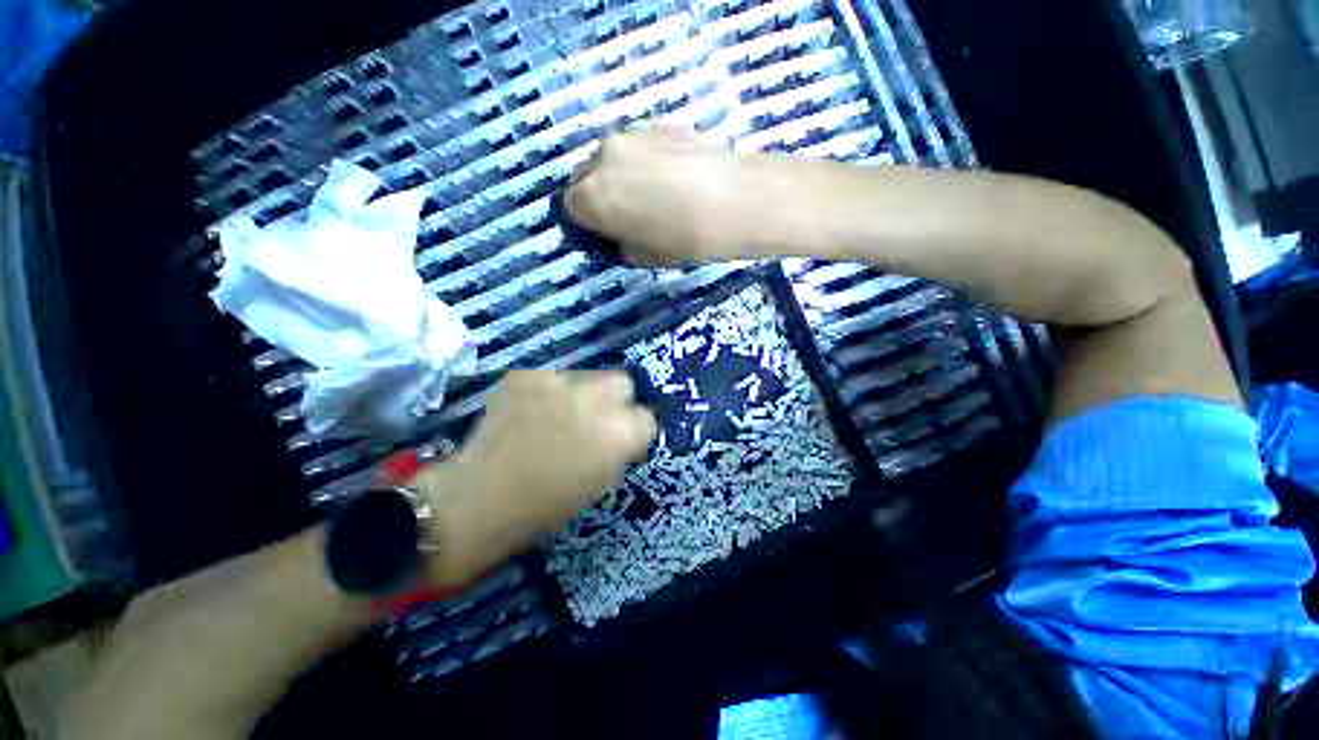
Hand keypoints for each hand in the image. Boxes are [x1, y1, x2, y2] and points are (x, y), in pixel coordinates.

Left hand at [415, 370, 656, 581]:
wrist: (478, 499)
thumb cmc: (547, 505)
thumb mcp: (601, 483)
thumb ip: (621, 449)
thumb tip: (625, 431)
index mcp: (620, 432)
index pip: (647, 417)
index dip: (634, 429)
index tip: (621, 438)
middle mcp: (597, 398)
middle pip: (623, 382)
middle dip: (616, 400)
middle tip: (596, 418)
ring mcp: (559, 380)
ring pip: (588, 376)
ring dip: (582, 394)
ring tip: (559, 415)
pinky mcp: (527, 374)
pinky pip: (552, 378)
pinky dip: (549, 392)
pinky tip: (532, 412)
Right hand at [564, 127, 768, 264]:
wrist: (736, 201)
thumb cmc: (686, 239)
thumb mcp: (644, 256)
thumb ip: (619, 243)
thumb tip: (616, 235)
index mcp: (592, 197)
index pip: (570, 208)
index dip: (587, 222)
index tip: (606, 232)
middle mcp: (601, 157)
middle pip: (584, 177)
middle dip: (597, 196)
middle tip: (625, 213)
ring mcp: (629, 133)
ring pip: (609, 158)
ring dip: (618, 175)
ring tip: (650, 192)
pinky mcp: (656, 122)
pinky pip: (634, 145)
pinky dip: (640, 160)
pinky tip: (668, 175)